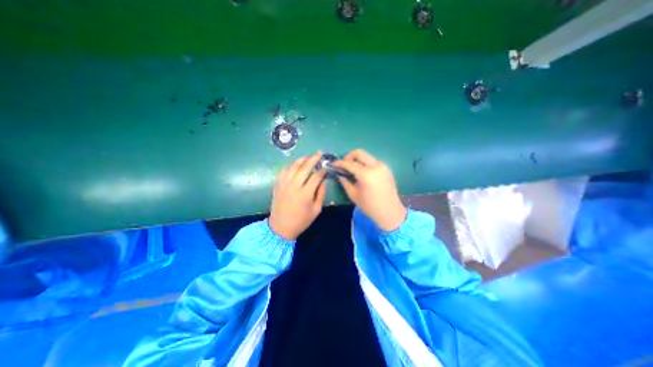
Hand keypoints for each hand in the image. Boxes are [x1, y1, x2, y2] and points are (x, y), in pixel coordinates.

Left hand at [268, 151, 325, 239]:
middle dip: (313, 159)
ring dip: (301, 159)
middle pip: (305, 168)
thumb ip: (321, 194)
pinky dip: (290, 166)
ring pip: (293, 167)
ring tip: (308, 156)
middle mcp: (294, 186)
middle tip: (319, 153)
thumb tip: (323, 180)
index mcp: (305, 194)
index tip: (326, 167)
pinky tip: (295, 164)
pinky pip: (283, 171)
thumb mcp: (316, 210)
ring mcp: (284, 184)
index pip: (316, 177)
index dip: (322, 171)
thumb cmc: (301, 221)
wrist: (281, 227)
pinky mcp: (277, 185)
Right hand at [334, 149, 406, 230]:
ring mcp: (382, 166)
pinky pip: (373, 161)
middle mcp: (375, 166)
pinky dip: (365, 164)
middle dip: (349, 156)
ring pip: (366, 156)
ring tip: (352, 169)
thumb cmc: (369, 206)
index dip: (340, 163)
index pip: (349, 163)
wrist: (390, 212)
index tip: (333, 164)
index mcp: (366, 174)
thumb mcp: (353, 195)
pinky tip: (362, 173)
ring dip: (357, 160)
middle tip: (344, 165)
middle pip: (359, 153)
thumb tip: (339, 174)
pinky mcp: (386, 169)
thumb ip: (345, 182)